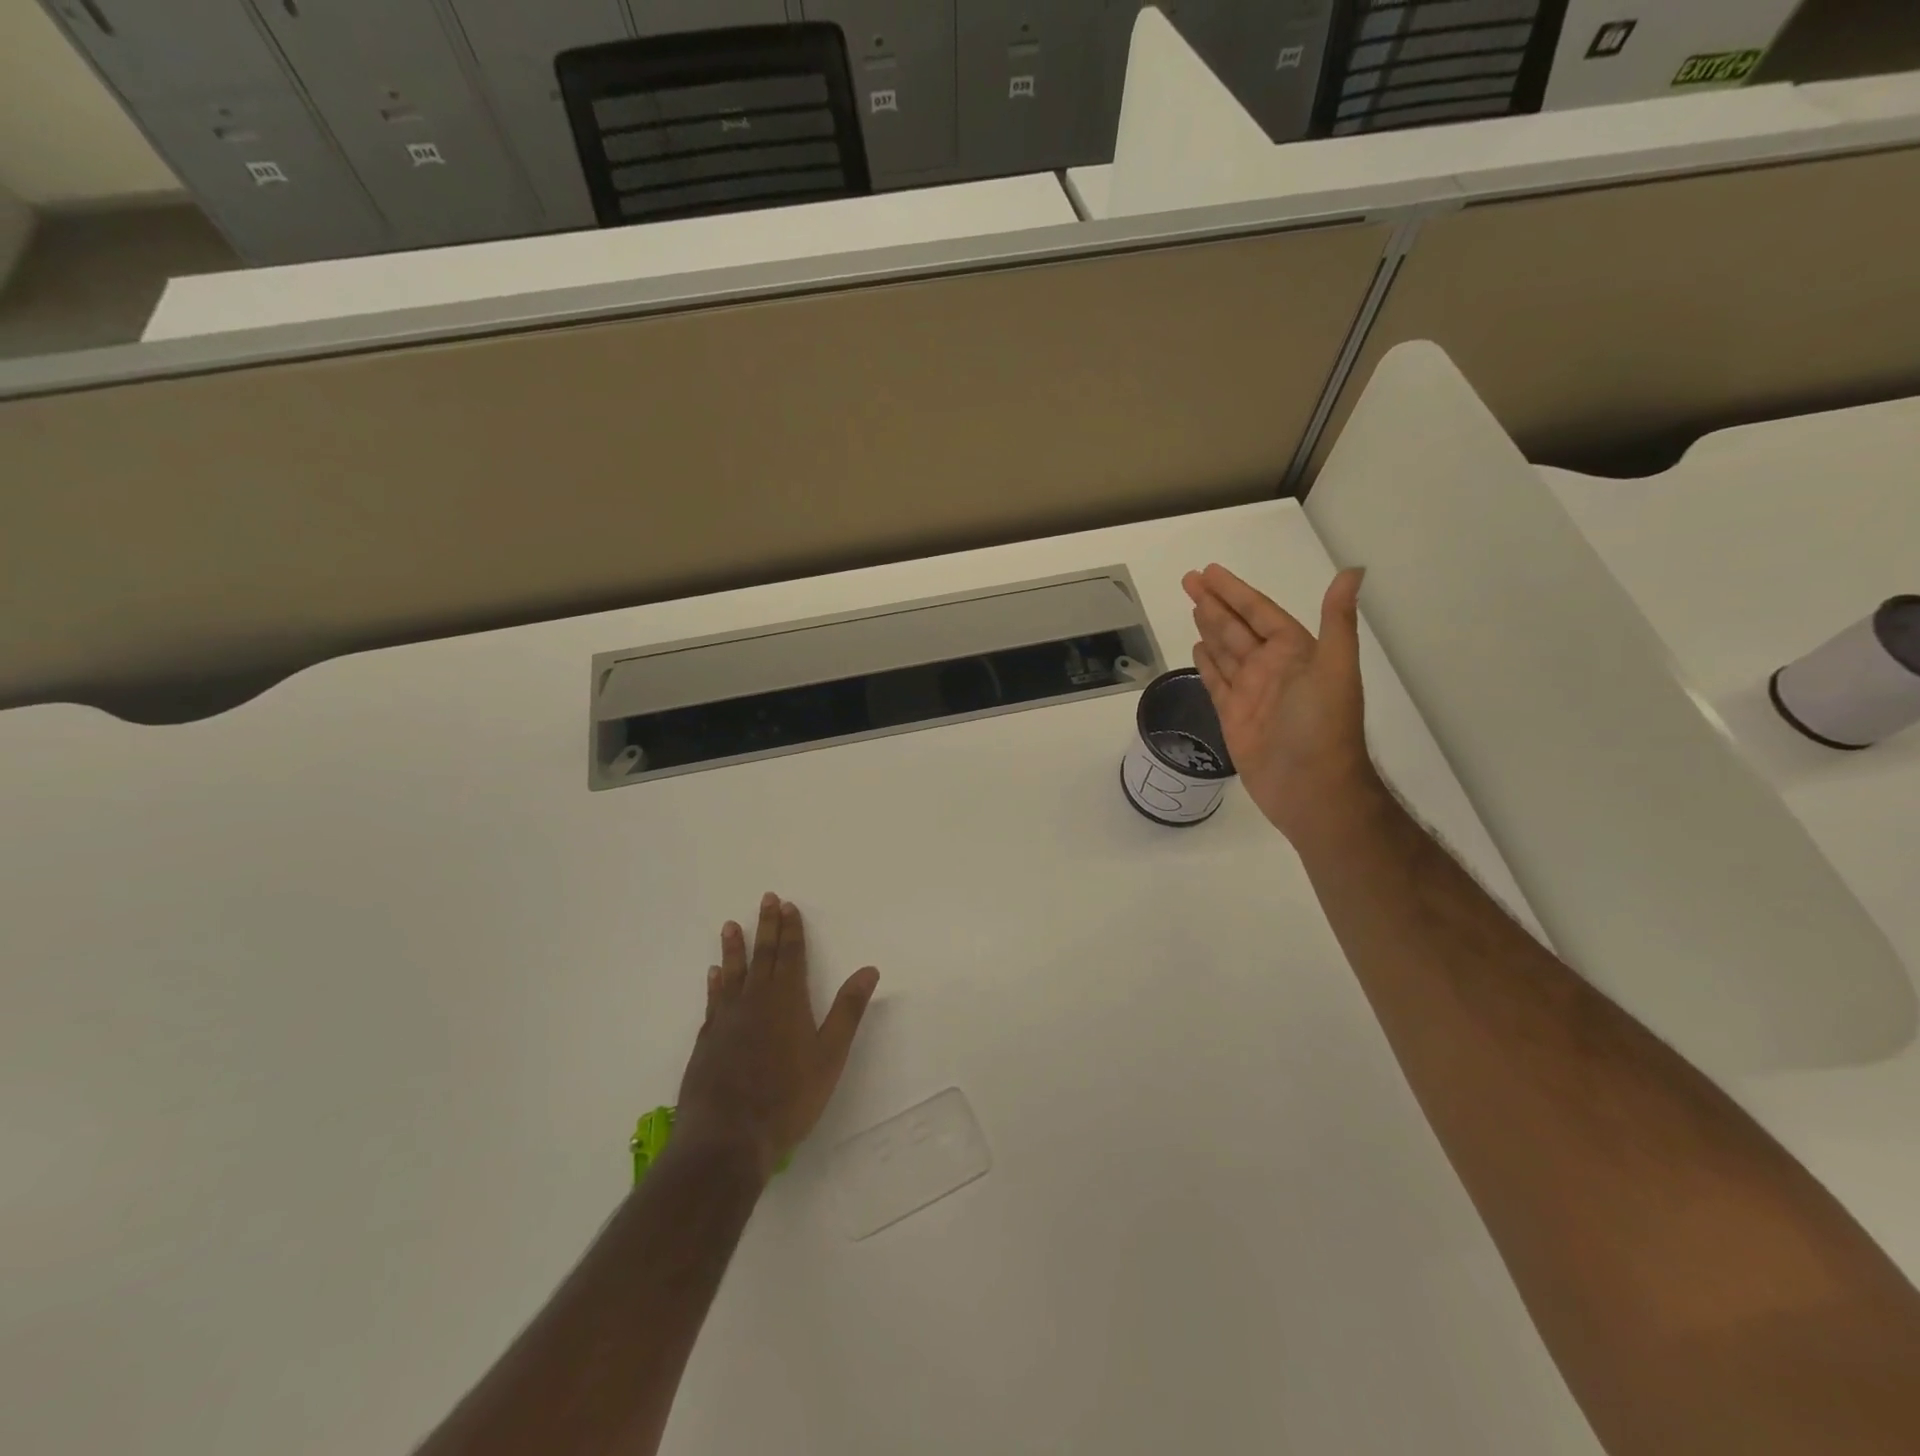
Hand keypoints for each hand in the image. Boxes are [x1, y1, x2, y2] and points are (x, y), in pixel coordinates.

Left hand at [675, 894, 879, 1181]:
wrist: (727, 1137)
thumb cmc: (788, 1097)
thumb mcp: (830, 1055)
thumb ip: (848, 1010)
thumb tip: (869, 969)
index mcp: (787, 1001)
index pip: (791, 956)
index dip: (791, 930)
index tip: (788, 905)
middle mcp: (755, 1001)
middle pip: (763, 957)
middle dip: (767, 927)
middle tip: (766, 899)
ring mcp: (727, 1021)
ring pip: (733, 974)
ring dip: (735, 949)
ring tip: (731, 926)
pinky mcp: (708, 1041)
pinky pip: (713, 1001)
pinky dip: (715, 983)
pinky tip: (713, 975)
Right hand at [1182, 563, 1380, 843]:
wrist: (1310, 788)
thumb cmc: (1322, 727)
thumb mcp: (1334, 668)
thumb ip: (1337, 621)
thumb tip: (1353, 571)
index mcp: (1295, 652)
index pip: (1260, 612)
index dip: (1235, 591)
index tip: (1210, 572)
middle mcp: (1271, 668)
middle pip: (1237, 627)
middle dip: (1214, 603)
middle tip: (1189, 579)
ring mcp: (1250, 693)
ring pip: (1225, 651)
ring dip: (1209, 627)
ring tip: (1192, 605)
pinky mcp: (1233, 717)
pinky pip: (1216, 682)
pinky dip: (1207, 663)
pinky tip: (1197, 647)